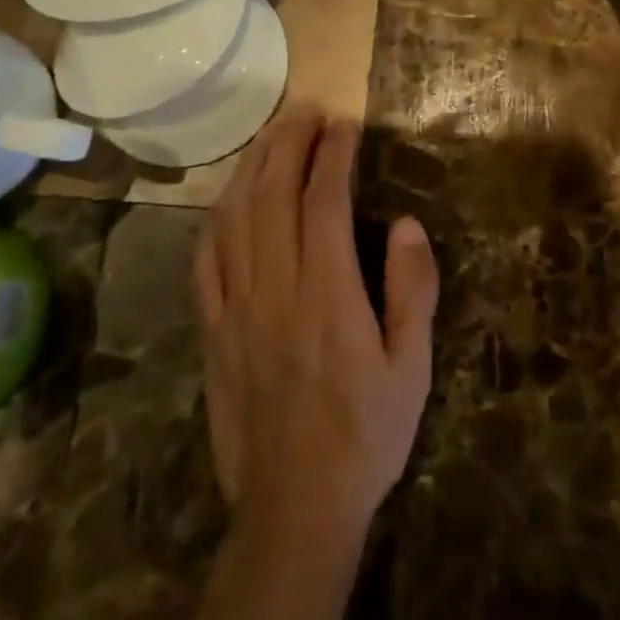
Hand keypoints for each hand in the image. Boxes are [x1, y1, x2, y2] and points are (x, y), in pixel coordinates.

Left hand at [194, 109, 439, 542]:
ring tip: (273, 134)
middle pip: (272, 194)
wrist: (294, 509)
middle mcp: (275, 288)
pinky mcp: (213, 330)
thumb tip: (404, 223)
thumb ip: (412, 288)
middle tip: (308, 110)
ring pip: (234, 217)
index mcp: (327, 293)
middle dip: (289, 142)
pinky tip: (230, 197)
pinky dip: (217, 216)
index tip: (345, 124)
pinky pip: (206, 259)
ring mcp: (235, 308)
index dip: (333, 154)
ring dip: (252, 166)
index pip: (323, 201)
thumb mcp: (413, 366)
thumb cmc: (366, 433)